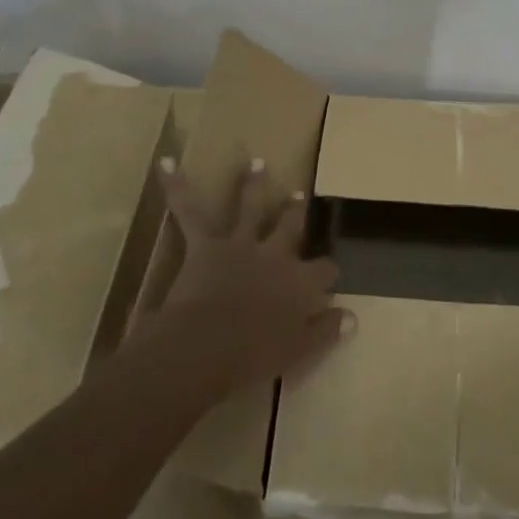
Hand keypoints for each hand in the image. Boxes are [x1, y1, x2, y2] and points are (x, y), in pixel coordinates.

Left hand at [157, 155, 348, 389]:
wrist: (206, 346)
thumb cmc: (253, 356)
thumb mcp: (298, 350)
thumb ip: (325, 331)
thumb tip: (352, 317)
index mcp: (299, 282)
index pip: (324, 270)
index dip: (328, 272)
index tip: (329, 276)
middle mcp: (274, 254)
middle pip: (290, 226)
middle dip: (295, 212)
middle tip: (298, 195)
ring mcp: (240, 244)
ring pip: (250, 207)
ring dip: (253, 184)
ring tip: (257, 163)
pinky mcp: (206, 244)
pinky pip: (189, 210)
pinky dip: (176, 186)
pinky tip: (166, 162)